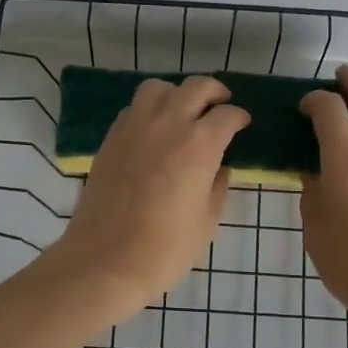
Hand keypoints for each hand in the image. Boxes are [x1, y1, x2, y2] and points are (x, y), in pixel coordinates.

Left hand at [41, 76, 249, 319]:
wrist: (106, 260)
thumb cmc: (165, 248)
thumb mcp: (207, 221)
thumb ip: (218, 187)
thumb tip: (220, 168)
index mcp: (199, 145)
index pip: (227, 114)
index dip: (239, 117)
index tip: (242, 124)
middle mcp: (168, 125)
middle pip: (195, 87)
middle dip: (213, 92)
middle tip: (220, 104)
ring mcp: (135, 128)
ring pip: (158, 88)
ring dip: (176, 93)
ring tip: (183, 111)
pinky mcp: (111, 138)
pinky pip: (133, 108)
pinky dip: (149, 109)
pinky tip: (154, 130)